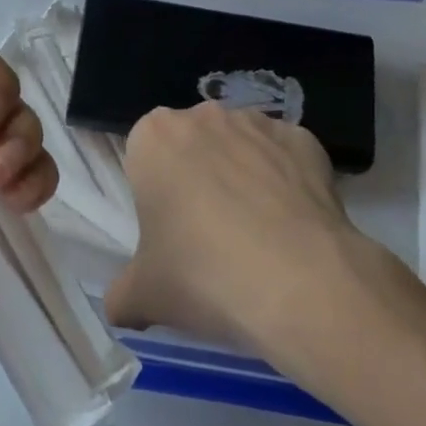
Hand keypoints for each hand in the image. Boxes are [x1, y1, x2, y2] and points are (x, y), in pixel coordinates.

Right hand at [105, 103, 372, 361]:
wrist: (300, 284)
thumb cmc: (203, 275)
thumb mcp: (143, 296)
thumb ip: (121, 295)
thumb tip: (120, 309)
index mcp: (153, 138)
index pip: (144, 157)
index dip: (155, 195)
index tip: (169, 233)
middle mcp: (204, 116)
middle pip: (192, 146)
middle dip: (197, 178)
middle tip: (210, 236)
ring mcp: (259, 123)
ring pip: (240, 148)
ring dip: (242, 177)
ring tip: (258, 236)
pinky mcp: (305, 140)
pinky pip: (286, 158)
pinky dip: (287, 182)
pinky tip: (293, 226)